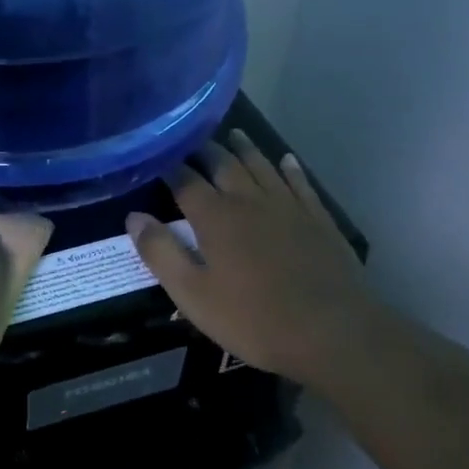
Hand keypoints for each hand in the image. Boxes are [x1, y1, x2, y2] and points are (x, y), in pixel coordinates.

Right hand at [127, 131, 374, 386]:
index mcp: (215, 217)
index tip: (156, 158)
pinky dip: (290, 168)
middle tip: (191, 141)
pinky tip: (286, 160)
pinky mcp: (319, 220)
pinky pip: (301, 183)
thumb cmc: (253, 319)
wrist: (334, 334)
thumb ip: (160, 253)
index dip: (168, 167)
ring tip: (233, 135)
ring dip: (245, 149)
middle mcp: (250, 201)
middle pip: (224, 164)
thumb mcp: (192, 295)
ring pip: (262, 166)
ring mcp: (288, 207)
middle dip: (205, 150)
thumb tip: (134, 217)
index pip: (185, 181)